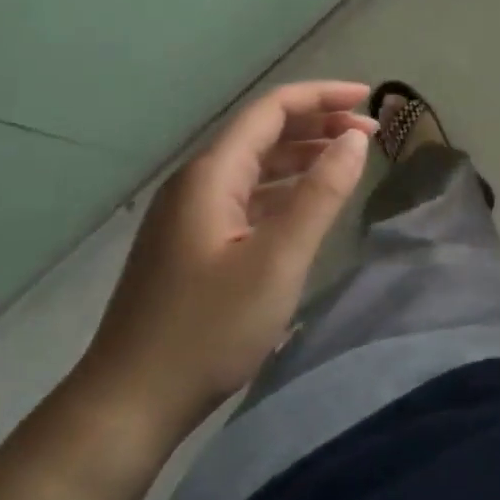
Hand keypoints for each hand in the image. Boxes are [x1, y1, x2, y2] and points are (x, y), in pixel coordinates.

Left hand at [74, 82, 376, 437]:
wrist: (130, 402)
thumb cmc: (208, 330)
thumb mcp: (277, 260)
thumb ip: (320, 195)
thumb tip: (354, 140)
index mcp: (211, 175)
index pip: (271, 110)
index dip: (322, 97)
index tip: (369, 100)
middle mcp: (196, 184)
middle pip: (262, 134)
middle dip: (316, 125)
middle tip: (368, 136)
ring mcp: (189, 216)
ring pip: (253, 168)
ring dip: (301, 158)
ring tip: (347, 162)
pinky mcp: (190, 246)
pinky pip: (244, 199)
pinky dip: (282, 192)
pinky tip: (306, 207)